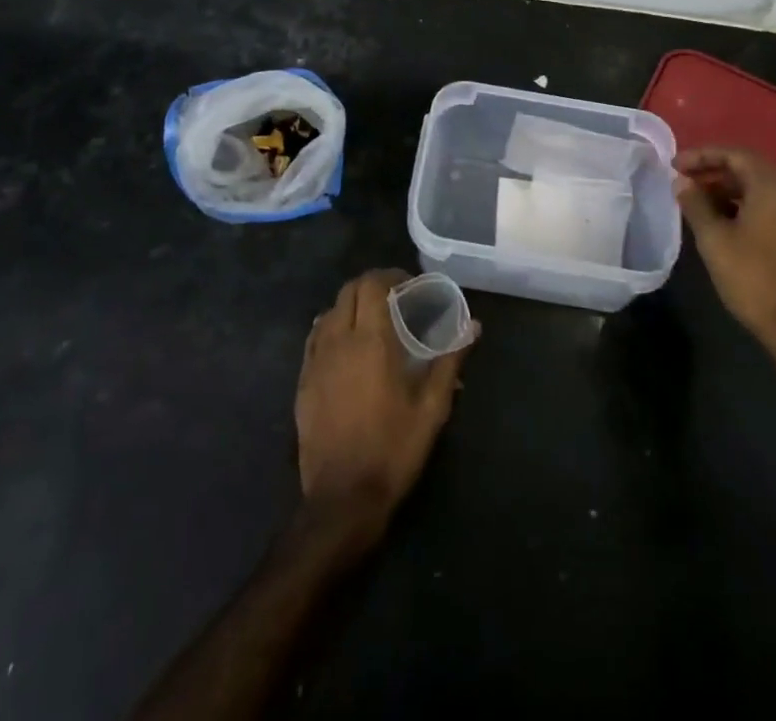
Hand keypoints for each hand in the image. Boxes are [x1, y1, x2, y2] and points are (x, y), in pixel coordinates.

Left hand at [295, 269, 473, 548]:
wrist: (341, 500)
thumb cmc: (393, 450)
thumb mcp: (432, 408)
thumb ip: (450, 360)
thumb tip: (473, 325)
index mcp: (371, 341)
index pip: (372, 285)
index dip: (391, 276)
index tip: (410, 284)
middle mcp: (338, 341)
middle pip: (349, 291)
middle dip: (371, 285)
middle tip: (395, 297)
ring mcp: (316, 361)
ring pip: (329, 311)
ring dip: (351, 304)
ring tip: (372, 319)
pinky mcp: (303, 381)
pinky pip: (314, 337)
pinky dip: (331, 326)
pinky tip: (345, 344)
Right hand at [674, 148, 775, 349]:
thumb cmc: (753, 277)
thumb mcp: (714, 239)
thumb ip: (695, 204)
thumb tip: (681, 181)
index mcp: (771, 185)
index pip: (733, 154)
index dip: (700, 155)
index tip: (673, 165)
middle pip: (745, 168)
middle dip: (711, 170)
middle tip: (681, 180)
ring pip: (755, 188)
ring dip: (723, 189)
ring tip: (694, 201)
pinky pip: (764, 205)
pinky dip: (739, 204)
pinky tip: (718, 221)